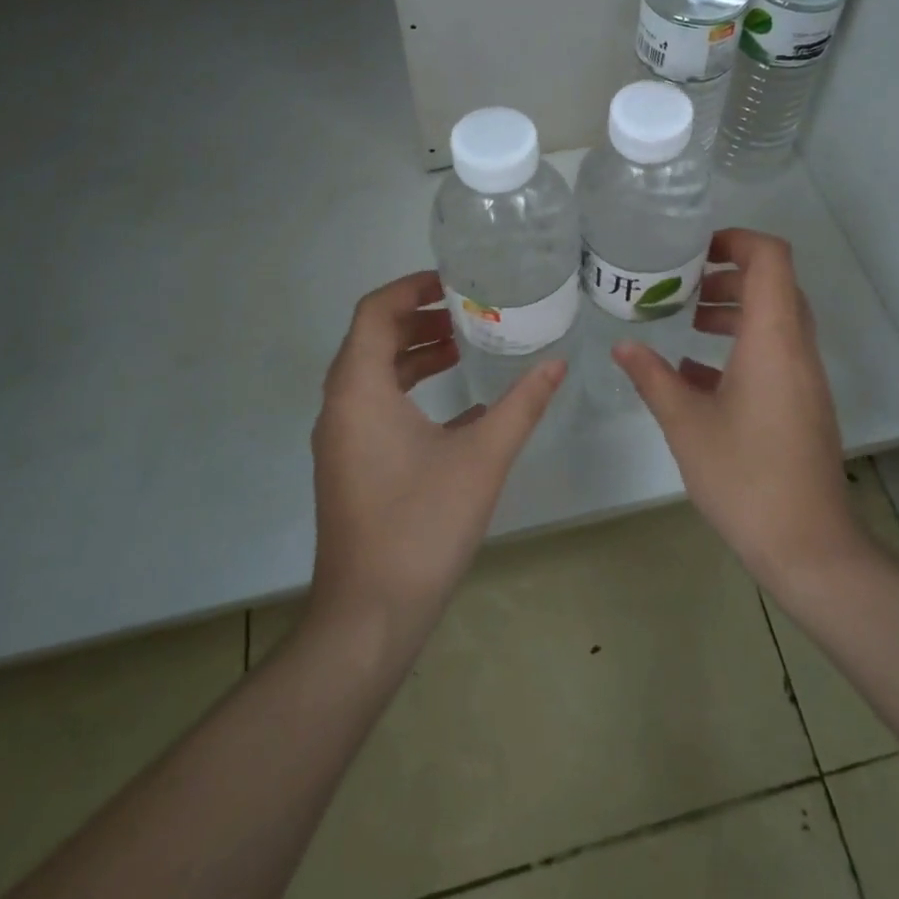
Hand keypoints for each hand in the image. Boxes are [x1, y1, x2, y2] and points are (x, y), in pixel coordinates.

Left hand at [308, 270, 565, 642]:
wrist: (368, 616)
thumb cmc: (422, 525)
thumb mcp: (482, 457)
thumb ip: (521, 405)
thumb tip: (557, 364)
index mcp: (360, 390)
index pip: (375, 312)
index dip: (411, 287)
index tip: (455, 282)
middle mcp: (341, 406)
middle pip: (373, 338)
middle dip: (419, 318)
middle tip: (469, 310)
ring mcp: (341, 439)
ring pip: (374, 374)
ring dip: (415, 354)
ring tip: (465, 347)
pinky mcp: (350, 465)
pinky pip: (375, 406)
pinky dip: (409, 390)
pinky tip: (459, 405)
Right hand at [613, 228, 864, 594]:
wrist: (808, 545)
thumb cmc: (744, 475)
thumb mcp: (686, 424)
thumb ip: (653, 378)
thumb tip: (622, 347)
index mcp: (773, 338)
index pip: (771, 258)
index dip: (737, 239)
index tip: (697, 250)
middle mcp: (796, 347)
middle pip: (773, 285)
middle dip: (728, 277)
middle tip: (684, 288)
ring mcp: (804, 377)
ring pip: (775, 319)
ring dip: (735, 312)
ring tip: (690, 323)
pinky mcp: (803, 402)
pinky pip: (776, 353)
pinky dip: (742, 347)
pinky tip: (698, 374)